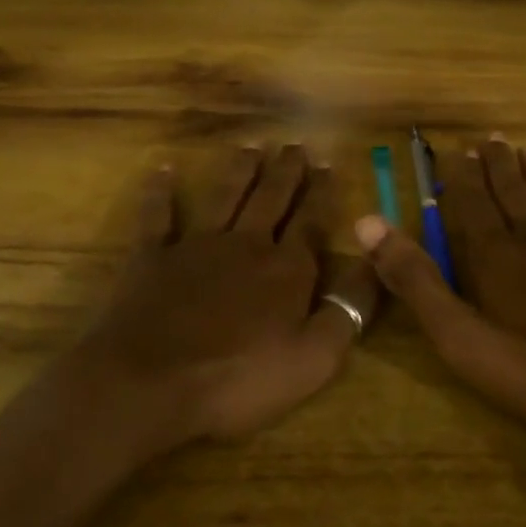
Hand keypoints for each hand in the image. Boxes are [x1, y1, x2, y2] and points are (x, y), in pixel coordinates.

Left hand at [64, 145, 381, 455]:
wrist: (150, 382)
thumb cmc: (238, 378)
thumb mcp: (313, 358)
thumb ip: (348, 310)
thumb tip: (375, 264)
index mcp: (285, 269)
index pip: (310, 221)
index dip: (321, 193)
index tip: (328, 163)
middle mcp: (244, 244)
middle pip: (270, 199)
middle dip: (285, 171)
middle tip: (295, 144)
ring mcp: (196, 246)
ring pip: (224, 196)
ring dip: (239, 170)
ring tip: (251, 146)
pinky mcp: (152, 257)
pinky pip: (157, 216)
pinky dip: (160, 192)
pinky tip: (163, 169)